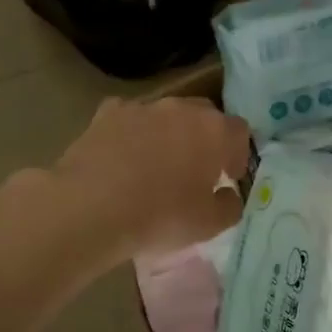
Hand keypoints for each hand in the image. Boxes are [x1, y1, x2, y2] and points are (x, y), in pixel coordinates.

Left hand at [54, 96, 252, 259]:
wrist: (91, 207)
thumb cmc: (160, 216)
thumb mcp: (209, 225)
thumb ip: (229, 206)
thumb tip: (228, 194)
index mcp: (214, 131)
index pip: (240, 131)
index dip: (237, 154)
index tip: (228, 177)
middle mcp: (181, 108)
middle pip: (204, 115)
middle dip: (205, 137)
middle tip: (196, 169)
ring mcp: (143, 106)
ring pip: (165, 114)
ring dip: (168, 133)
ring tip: (156, 164)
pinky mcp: (108, 112)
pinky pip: (129, 118)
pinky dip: (132, 133)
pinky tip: (122, 156)